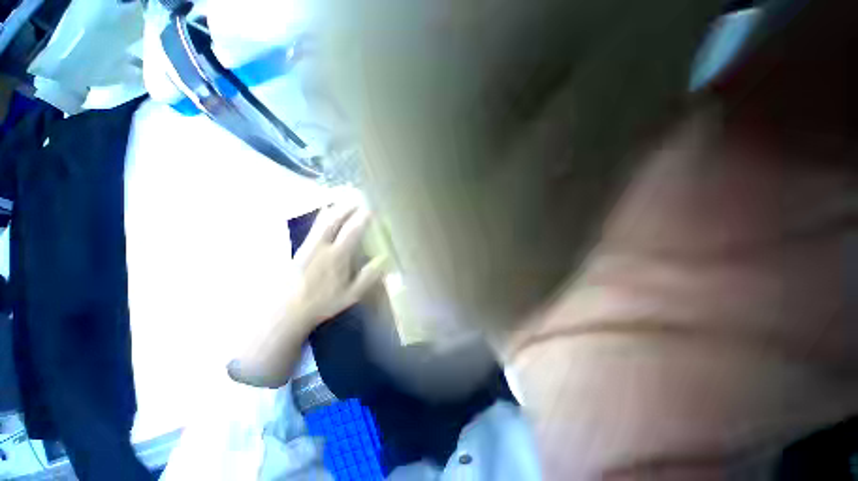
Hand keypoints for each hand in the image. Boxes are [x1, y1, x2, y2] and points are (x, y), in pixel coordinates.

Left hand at [292, 199, 385, 324]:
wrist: (287, 310)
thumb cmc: (322, 303)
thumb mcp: (351, 294)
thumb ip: (368, 277)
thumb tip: (384, 260)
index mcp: (337, 256)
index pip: (353, 230)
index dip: (363, 217)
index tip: (372, 208)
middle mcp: (322, 246)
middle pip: (335, 219)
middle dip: (348, 205)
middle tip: (358, 197)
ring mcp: (309, 245)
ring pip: (322, 220)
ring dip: (335, 207)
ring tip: (344, 198)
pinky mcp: (301, 247)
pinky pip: (314, 226)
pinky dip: (323, 216)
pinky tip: (326, 212)